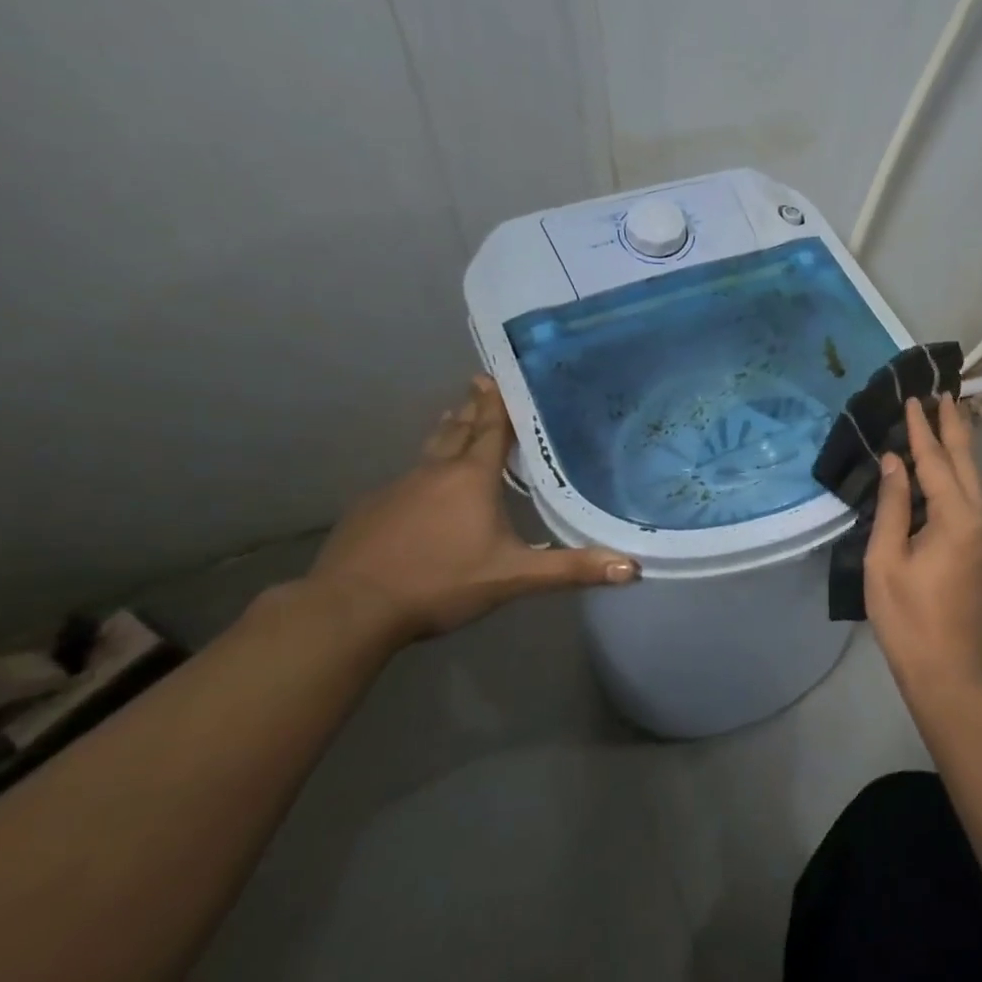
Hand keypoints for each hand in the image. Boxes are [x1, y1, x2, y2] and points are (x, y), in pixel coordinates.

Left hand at [306, 377, 638, 644]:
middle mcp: (434, 472)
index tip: (502, 373)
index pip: (491, 428)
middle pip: (457, 429)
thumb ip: (571, 569)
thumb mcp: (514, 577)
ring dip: (447, 431)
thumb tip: (633, 567)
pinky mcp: (371, 509)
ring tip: (456, 415)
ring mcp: (397, 488)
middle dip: (472, 406)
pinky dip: (423, 470)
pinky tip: (422, 486)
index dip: (500, 402)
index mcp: (472, 478)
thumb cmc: (440, 582)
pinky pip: (406, 479)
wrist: (349, 608)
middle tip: (480, 381)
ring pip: (429, 450)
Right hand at [864, 394, 981, 697]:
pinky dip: (961, 474)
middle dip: (954, 426)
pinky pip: (973, 499)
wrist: (948, 674)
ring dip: (960, 448)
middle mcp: (981, 520)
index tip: (914, 398)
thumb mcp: (886, 560)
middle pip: (967, 463)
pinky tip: (950, 469)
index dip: (922, 430)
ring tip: (949, 418)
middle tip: (944, 393)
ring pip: (975, 480)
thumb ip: (892, 506)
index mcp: (956, 519)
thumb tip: (896, 462)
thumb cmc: (908, 619)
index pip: (936, 462)